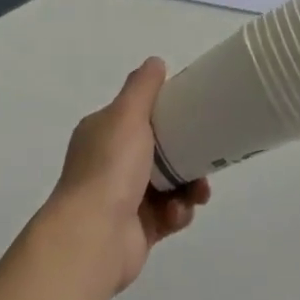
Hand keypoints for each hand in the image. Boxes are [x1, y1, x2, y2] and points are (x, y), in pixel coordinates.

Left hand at [43, 58, 211, 294]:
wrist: (93, 238)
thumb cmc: (110, 167)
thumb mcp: (127, 114)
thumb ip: (143, 87)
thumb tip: (155, 62)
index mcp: (102, 133)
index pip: (137, 114)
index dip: (165, 112)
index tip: (192, 112)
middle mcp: (109, 164)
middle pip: (158, 150)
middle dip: (185, 153)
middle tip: (207, 156)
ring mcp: (123, 199)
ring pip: (168, 184)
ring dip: (188, 186)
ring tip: (198, 193)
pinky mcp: (138, 230)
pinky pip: (168, 215)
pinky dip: (178, 212)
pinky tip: (178, 213)